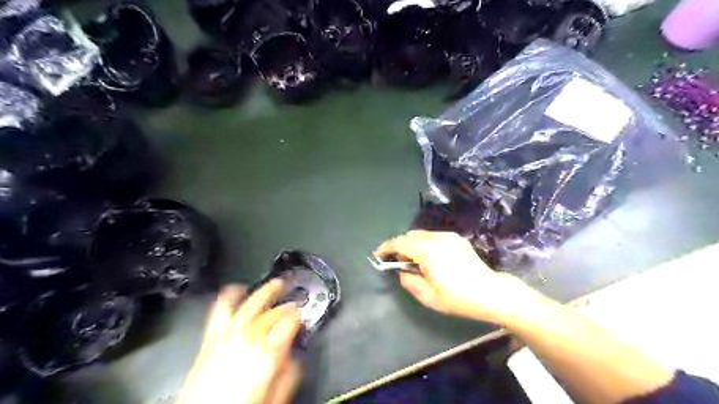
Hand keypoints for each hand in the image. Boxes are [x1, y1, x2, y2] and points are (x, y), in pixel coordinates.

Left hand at [180, 281, 302, 403]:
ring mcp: (228, 335)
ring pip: (251, 303)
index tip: (303, 317)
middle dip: (287, 305)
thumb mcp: (275, 398)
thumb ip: (289, 374)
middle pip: (273, 312)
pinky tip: (239, 288)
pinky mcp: (212, 337)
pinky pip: (222, 308)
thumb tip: (295, 355)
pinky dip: (231, 294)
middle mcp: (249, 338)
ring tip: (276, 283)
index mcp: (267, 354)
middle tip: (295, 303)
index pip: (290, 322)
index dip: (299, 316)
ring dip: (266, 291)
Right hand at [377, 232, 539, 322]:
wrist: (490, 292)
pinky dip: (425, 244)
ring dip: (413, 245)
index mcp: (427, 250)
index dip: (386, 247)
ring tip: (415, 262)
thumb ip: (408, 281)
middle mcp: (436, 237)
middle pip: (410, 236)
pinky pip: (433, 237)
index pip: (399, 243)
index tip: (378, 255)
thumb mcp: (427, 296)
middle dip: (400, 246)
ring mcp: (448, 236)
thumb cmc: (457, 297)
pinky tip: (431, 259)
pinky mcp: (456, 239)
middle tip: (399, 264)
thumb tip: (402, 271)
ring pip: (421, 235)